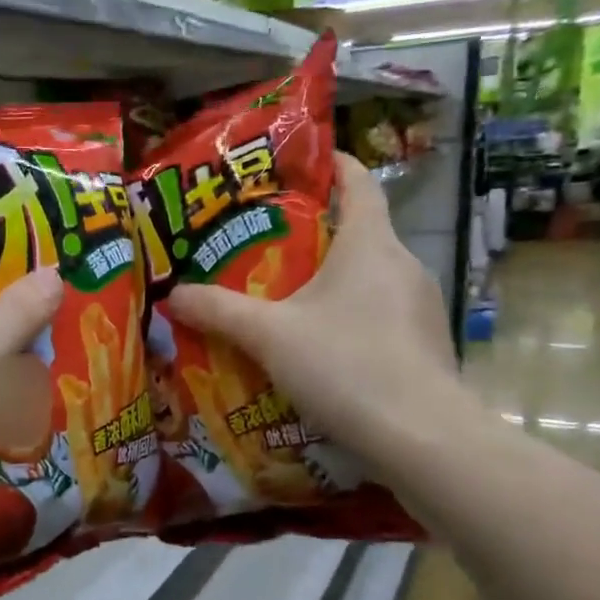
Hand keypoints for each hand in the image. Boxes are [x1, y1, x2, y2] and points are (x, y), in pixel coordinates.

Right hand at [167, 153, 471, 474]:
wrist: (421, 438)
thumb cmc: (344, 364)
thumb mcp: (269, 335)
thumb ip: (218, 311)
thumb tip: (173, 294)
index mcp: (371, 244)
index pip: (358, 182)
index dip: (332, 163)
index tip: (301, 162)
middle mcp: (403, 264)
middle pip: (360, 231)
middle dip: (316, 233)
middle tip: (266, 244)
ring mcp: (422, 306)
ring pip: (371, 277)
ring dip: (333, 281)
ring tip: (287, 299)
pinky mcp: (426, 344)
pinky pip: (381, 314)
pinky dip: (351, 317)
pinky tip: (321, 348)